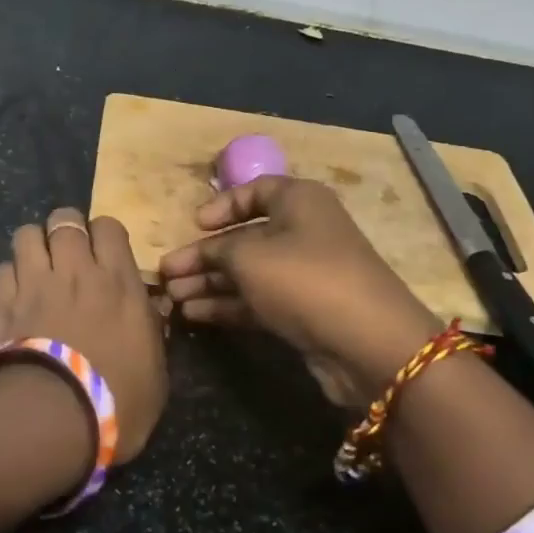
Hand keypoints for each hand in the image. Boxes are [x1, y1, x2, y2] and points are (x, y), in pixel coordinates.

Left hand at [0, 207, 167, 463]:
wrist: (55, 419)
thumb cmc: (118, 400)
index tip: (105, 253)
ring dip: (34, 246)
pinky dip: (9, 277)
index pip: (108, 227)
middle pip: (64, 219)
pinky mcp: (1, 303)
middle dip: (66, 230)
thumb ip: (152, 331)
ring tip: (38, 267)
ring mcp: (34, 283)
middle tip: (69, 255)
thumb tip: (152, 310)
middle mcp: (74, 270)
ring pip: (26, 234)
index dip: (104, 234)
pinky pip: (2, 270)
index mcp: (118, 281)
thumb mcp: (156, 370)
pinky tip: (15, 295)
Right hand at [159, 177, 441, 407]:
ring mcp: (304, 274)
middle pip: (244, 237)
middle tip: (166, 274)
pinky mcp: (303, 310)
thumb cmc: (304, 279)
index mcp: (298, 202)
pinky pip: (257, 300)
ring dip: (208, 283)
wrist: (366, 341)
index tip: (194, 225)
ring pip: (247, 272)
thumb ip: (217, 250)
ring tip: (171, 299)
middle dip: (203, 256)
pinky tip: (193, 314)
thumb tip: (201, 254)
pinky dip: (226, 304)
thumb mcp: (249, 256)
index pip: (255, 191)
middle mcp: (303, 232)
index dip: (221, 205)